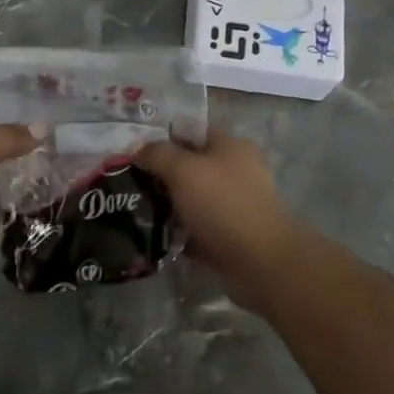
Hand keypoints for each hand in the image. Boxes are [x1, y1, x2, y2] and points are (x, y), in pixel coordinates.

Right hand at [135, 133, 307, 306]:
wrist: (261, 263)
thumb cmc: (222, 204)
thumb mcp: (183, 170)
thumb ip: (157, 154)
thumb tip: (138, 149)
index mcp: (231, 147)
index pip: (193, 131)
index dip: (164, 136)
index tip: (136, 150)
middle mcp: (237, 172)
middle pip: (192, 166)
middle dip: (164, 174)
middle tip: (133, 182)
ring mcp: (237, 206)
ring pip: (195, 199)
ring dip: (171, 206)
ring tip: (140, 211)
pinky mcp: (233, 236)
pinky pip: (200, 229)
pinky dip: (182, 233)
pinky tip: (159, 237)